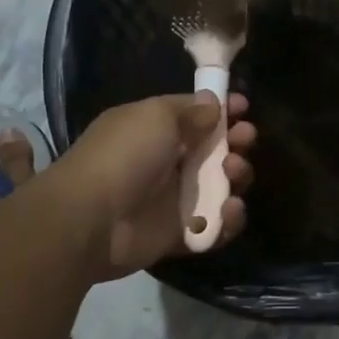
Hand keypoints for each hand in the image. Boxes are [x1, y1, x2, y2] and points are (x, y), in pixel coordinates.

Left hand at [48, 92, 256, 280]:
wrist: (93, 218)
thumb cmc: (124, 156)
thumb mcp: (156, 117)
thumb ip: (190, 111)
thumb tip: (213, 104)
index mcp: (155, 130)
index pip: (195, 115)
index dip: (221, 110)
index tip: (244, 107)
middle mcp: (167, 162)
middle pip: (214, 151)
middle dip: (236, 142)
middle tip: (246, 139)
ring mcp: (175, 200)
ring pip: (221, 187)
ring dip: (237, 177)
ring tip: (234, 172)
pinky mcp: (181, 234)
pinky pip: (216, 227)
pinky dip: (229, 220)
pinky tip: (230, 208)